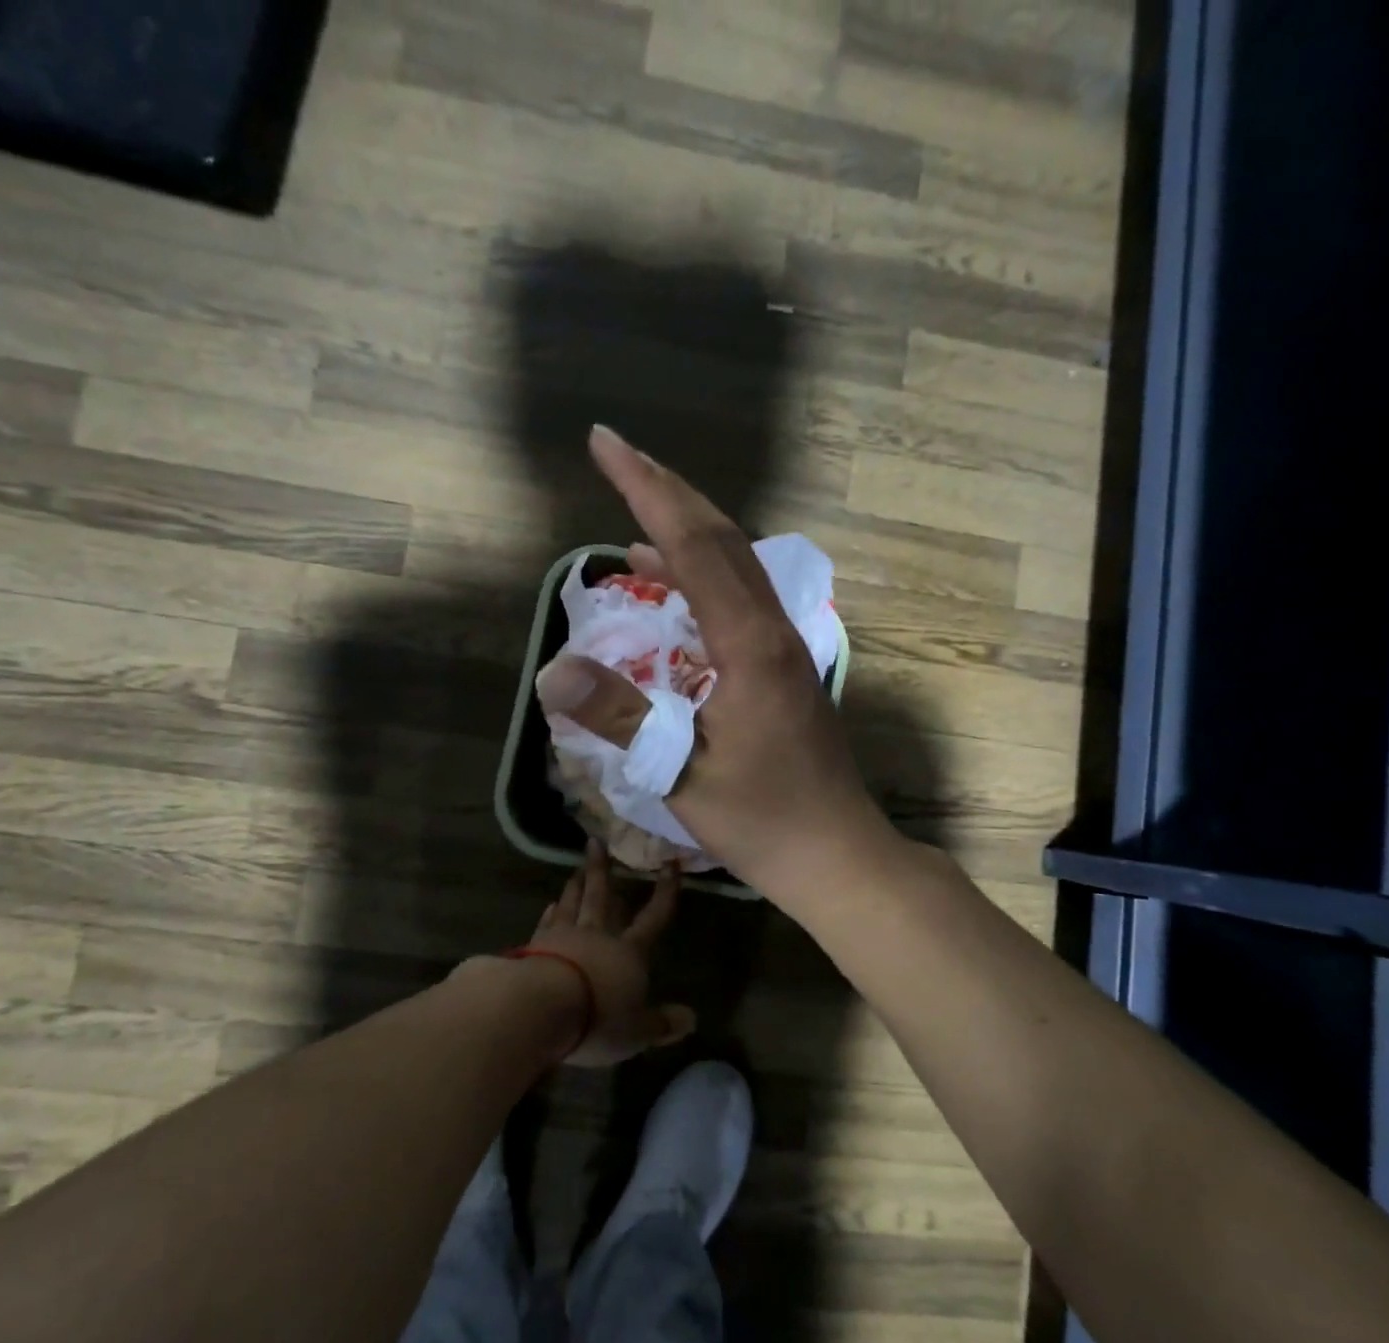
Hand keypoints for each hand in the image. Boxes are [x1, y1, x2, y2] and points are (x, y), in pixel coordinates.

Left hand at [528, 839, 694, 1066]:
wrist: (540, 1007)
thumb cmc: (598, 1018)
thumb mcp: (637, 1031)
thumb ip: (662, 1024)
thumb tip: (692, 1019)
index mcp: (628, 952)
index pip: (653, 917)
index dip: (664, 892)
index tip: (670, 864)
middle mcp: (597, 936)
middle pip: (602, 897)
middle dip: (603, 871)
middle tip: (597, 842)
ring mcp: (562, 937)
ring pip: (573, 904)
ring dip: (576, 885)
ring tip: (577, 869)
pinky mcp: (533, 947)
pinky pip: (546, 923)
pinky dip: (550, 912)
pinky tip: (550, 904)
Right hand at [532, 426, 900, 911]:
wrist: (835, 852)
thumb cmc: (762, 820)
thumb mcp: (679, 773)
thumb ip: (619, 715)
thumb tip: (552, 668)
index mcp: (751, 645)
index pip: (693, 545)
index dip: (646, 490)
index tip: (604, 444)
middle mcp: (774, 629)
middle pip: (720, 537)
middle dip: (665, 489)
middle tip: (615, 453)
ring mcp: (785, 645)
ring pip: (735, 563)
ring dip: (685, 526)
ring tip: (634, 503)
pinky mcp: (783, 665)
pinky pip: (738, 597)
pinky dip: (699, 573)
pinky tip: (667, 581)